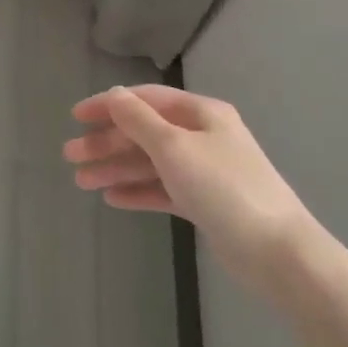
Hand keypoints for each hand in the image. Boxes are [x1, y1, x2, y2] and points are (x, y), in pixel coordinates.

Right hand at [64, 85, 310, 290]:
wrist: (278, 252)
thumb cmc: (224, 189)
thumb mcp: (174, 147)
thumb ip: (139, 120)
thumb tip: (114, 94)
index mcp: (201, 114)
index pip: (146, 99)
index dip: (109, 105)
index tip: (75, 117)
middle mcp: (203, 137)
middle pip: (145, 132)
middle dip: (107, 142)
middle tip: (70, 156)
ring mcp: (205, 171)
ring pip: (151, 163)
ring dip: (116, 168)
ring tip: (81, 181)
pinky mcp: (206, 203)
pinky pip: (163, 189)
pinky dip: (138, 191)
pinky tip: (112, 198)